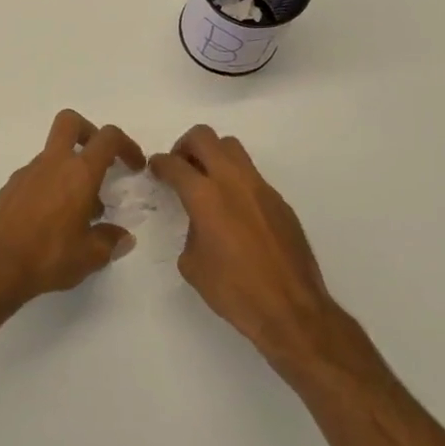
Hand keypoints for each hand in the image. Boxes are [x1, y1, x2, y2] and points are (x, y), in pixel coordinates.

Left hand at [0, 110, 146, 310]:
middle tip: (99, 162)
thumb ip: (110, 241)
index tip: (134, 166)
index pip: (108, 138)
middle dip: (89, 132)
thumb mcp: (89, 256)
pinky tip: (50, 223)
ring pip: (52, 155)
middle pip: (70, 122)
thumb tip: (122, 236)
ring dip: (69, 172)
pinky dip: (49, 188)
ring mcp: (26, 174)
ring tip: (78, 214)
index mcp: (78, 173)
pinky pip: (35, 177)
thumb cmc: (48, 256)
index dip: (127, 145)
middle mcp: (52, 164)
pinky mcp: (8, 189)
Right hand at [149, 126, 356, 376]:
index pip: (174, 164)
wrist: (289, 308)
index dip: (159, 163)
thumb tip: (200, 223)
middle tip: (180, 168)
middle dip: (185, 146)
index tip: (155, 169)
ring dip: (213, 155)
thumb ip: (190, 231)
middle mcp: (233, 181)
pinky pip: (251, 174)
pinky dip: (235, 179)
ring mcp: (261, 188)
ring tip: (205, 182)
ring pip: (232, 148)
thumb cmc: (234, 291)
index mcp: (205, 197)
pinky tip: (233, 210)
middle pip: (205, 137)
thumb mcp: (193, 264)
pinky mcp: (279, 200)